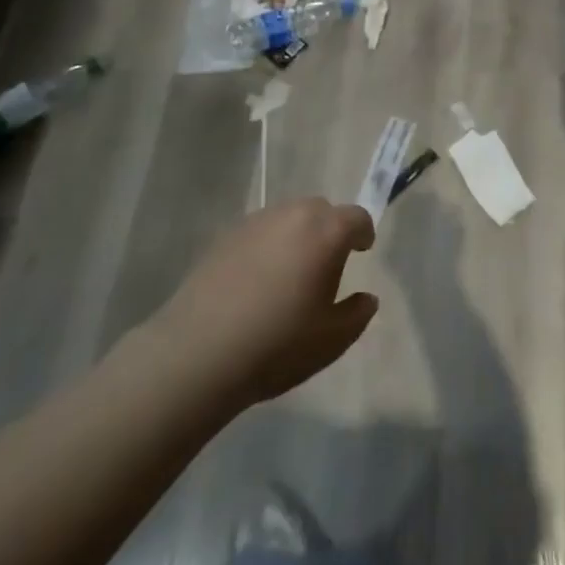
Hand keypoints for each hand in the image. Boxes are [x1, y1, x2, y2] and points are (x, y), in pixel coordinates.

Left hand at [146, 199, 378, 410]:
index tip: (362, 251)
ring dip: (297, 235)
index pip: (356, 217)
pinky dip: (267, 245)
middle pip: (321, 210)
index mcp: (326, 233)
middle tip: (326, 264)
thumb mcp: (331, 340)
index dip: (363, 233)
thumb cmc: (277, 345)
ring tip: (289, 272)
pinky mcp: (224, 237)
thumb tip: (367, 298)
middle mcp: (293, 216)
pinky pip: (259, 232)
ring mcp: (256, 222)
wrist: (197, 354)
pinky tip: (256, 280)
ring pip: (288, 217)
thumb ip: (357, 314)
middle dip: (330, 230)